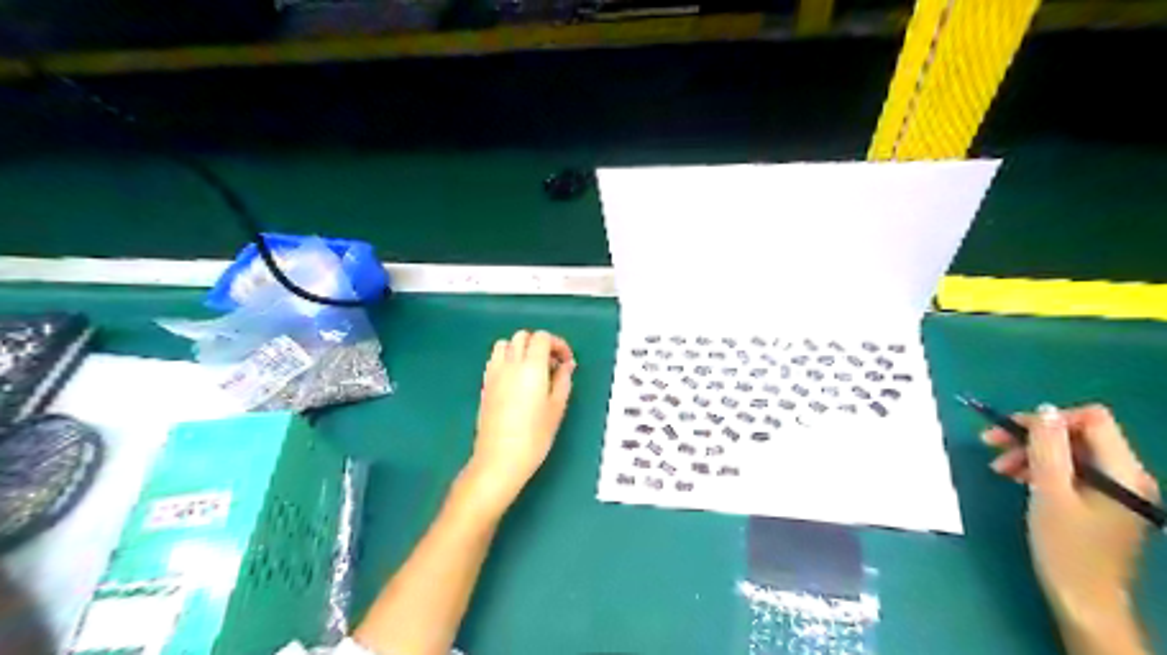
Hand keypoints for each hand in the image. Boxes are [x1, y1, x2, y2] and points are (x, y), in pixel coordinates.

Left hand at [463, 330, 574, 512]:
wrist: (500, 458)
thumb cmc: (535, 436)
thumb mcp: (557, 407)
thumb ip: (563, 380)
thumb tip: (566, 365)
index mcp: (531, 366)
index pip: (542, 338)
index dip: (557, 344)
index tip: (565, 361)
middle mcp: (510, 364)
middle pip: (522, 336)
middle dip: (539, 343)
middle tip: (552, 363)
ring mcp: (494, 373)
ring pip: (505, 344)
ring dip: (520, 348)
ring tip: (532, 368)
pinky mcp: (485, 384)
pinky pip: (495, 359)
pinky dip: (507, 359)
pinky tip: (516, 379)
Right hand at [983, 404, 1155, 628]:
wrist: (1084, 600)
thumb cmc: (1065, 546)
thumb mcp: (1049, 492)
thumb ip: (1047, 448)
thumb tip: (1043, 410)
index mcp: (1123, 471)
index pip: (1092, 420)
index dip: (1049, 420)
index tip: (1012, 432)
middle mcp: (1128, 476)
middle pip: (1078, 435)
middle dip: (1033, 437)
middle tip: (991, 444)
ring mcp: (1117, 490)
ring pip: (1071, 453)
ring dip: (1032, 454)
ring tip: (999, 468)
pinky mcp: (1104, 503)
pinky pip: (1073, 472)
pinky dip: (1043, 470)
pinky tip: (1019, 479)